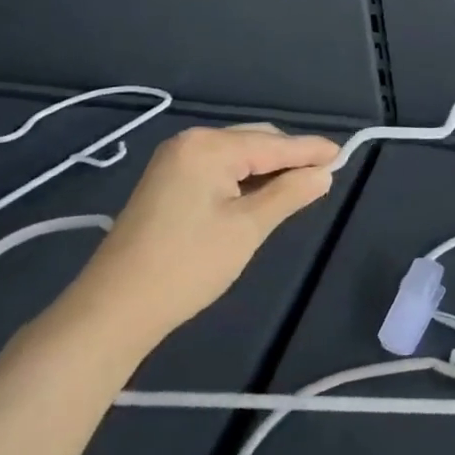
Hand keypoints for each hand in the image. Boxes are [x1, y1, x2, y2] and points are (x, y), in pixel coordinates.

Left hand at [62, 123, 338, 355]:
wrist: (110, 312)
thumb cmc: (186, 266)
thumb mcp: (248, 228)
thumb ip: (290, 193)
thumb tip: (324, 173)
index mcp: (209, 146)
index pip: (274, 144)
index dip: (311, 151)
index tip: (344, 154)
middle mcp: (190, 142)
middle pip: (256, 141)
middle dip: (290, 157)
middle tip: (325, 174)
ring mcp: (174, 162)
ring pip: (238, 155)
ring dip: (268, 168)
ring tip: (299, 185)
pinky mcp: (166, 183)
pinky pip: (219, 168)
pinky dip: (245, 178)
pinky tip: (262, 193)